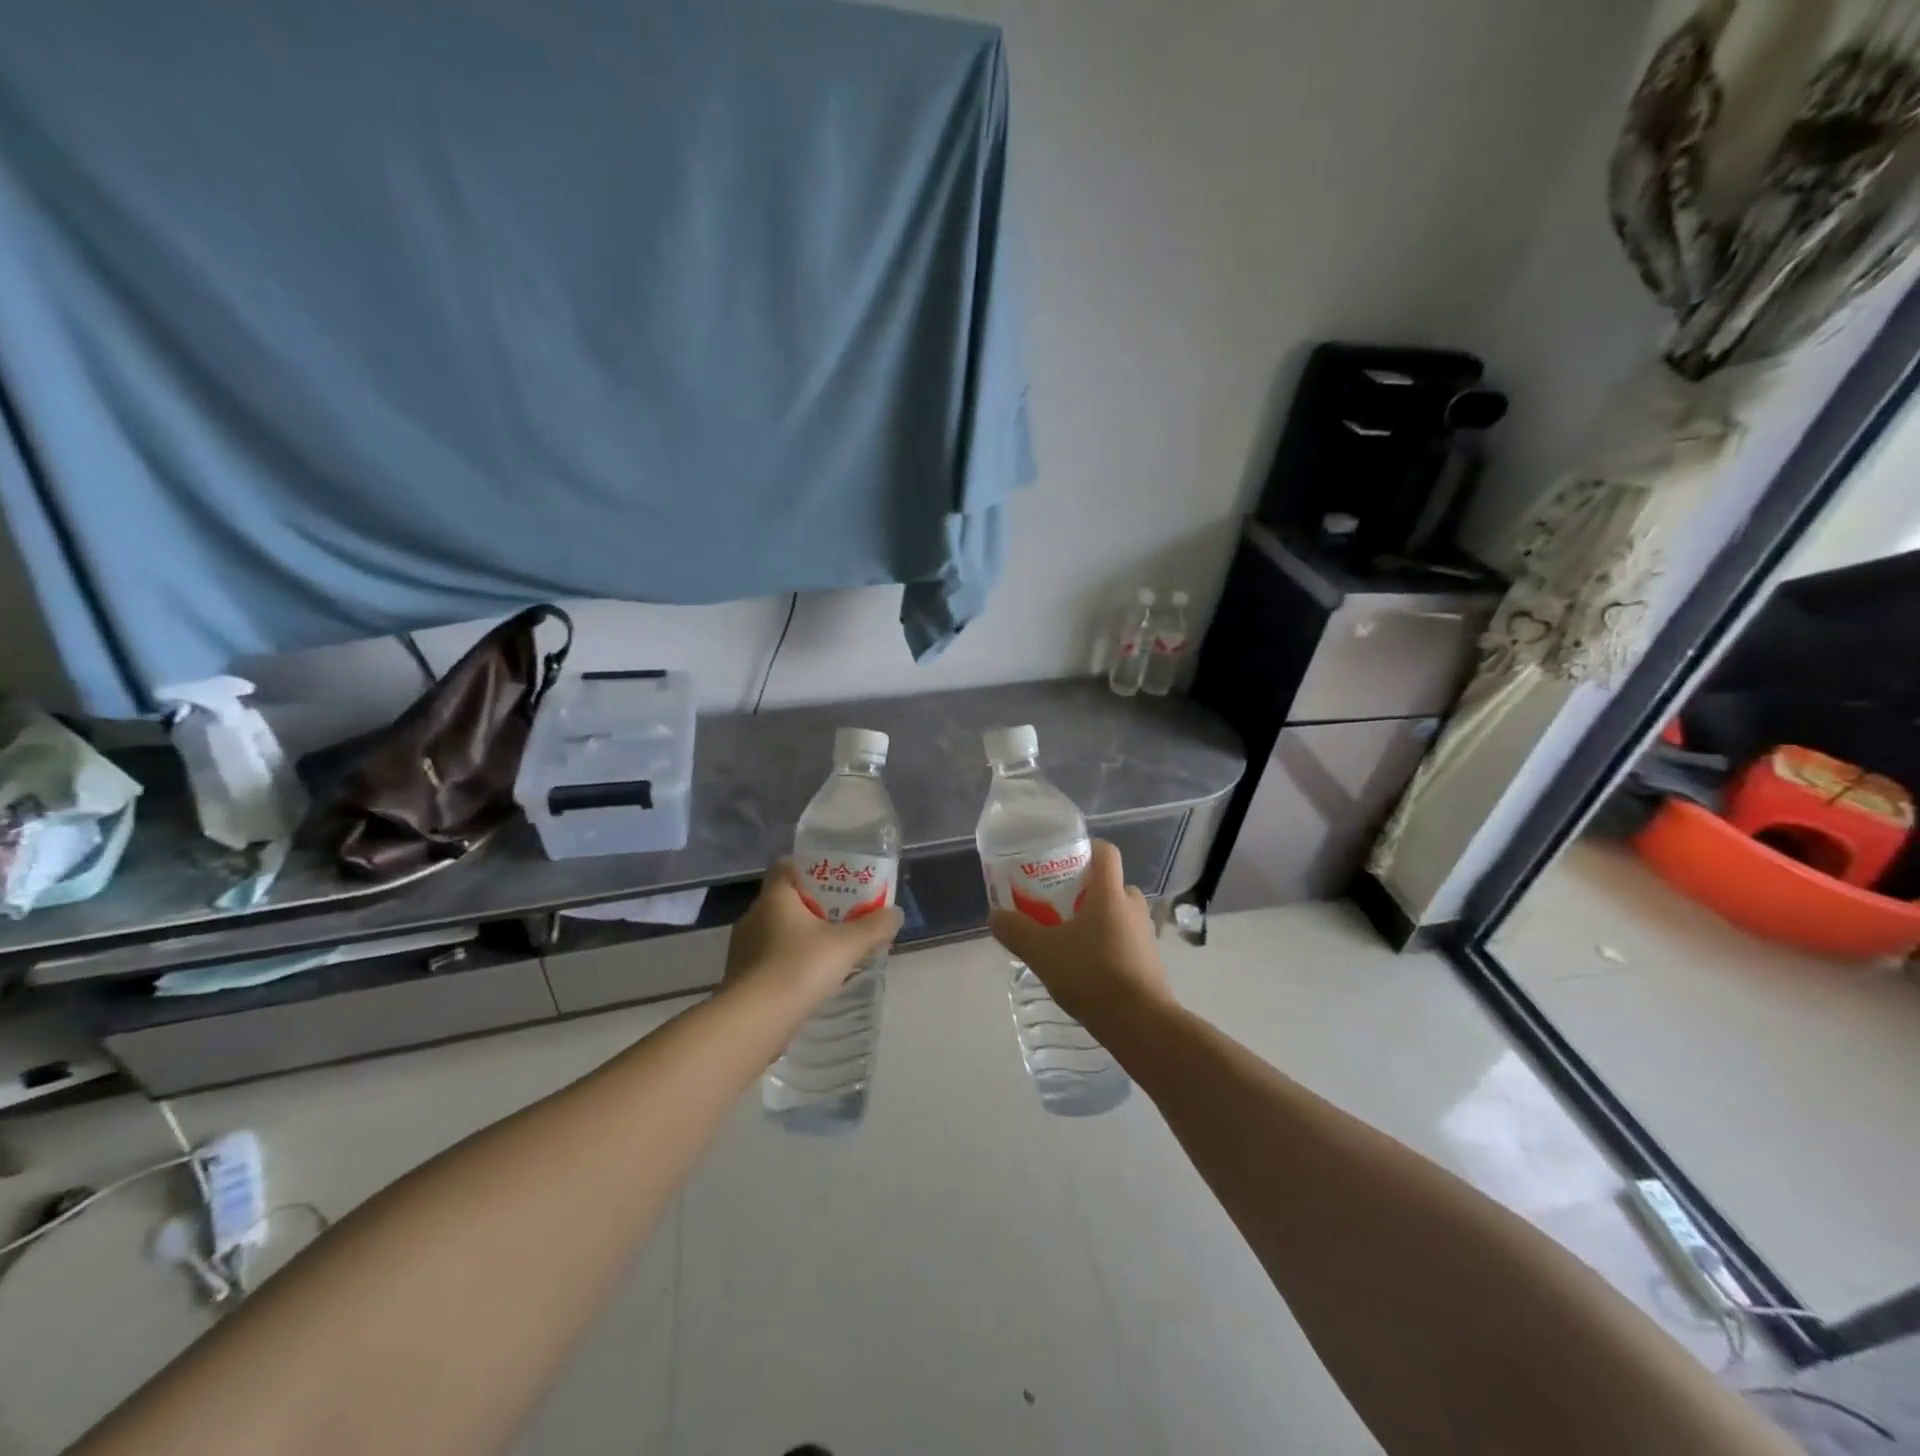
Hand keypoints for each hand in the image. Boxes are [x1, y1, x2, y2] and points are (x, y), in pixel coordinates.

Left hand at [724, 860, 903, 1010]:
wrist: (754, 1022)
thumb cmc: (799, 968)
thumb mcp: (847, 945)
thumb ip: (874, 927)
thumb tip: (895, 914)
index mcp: (775, 897)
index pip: (787, 866)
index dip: (811, 868)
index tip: (835, 878)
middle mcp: (754, 916)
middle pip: (786, 899)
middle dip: (814, 905)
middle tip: (844, 914)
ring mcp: (743, 948)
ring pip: (777, 931)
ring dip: (801, 936)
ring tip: (830, 948)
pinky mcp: (741, 977)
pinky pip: (770, 958)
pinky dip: (789, 961)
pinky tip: (810, 977)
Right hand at [987, 840, 1171, 1026]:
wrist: (1139, 1024)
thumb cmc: (1091, 974)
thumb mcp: (1042, 952)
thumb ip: (1016, 931)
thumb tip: (995, 916)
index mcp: (1110, 893)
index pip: (1106, 852)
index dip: (1086, 848)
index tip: (1063, 858)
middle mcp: (1133, 906)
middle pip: (1110, 884)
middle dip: (1085, 890)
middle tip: (1058, 903)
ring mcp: (1145, 935)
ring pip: (1118, 914)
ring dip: (1096, 919)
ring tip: (1068, 937)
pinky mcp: (1150, 962)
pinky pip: (1125, 940)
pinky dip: (1107, 944)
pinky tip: (1086, 966)